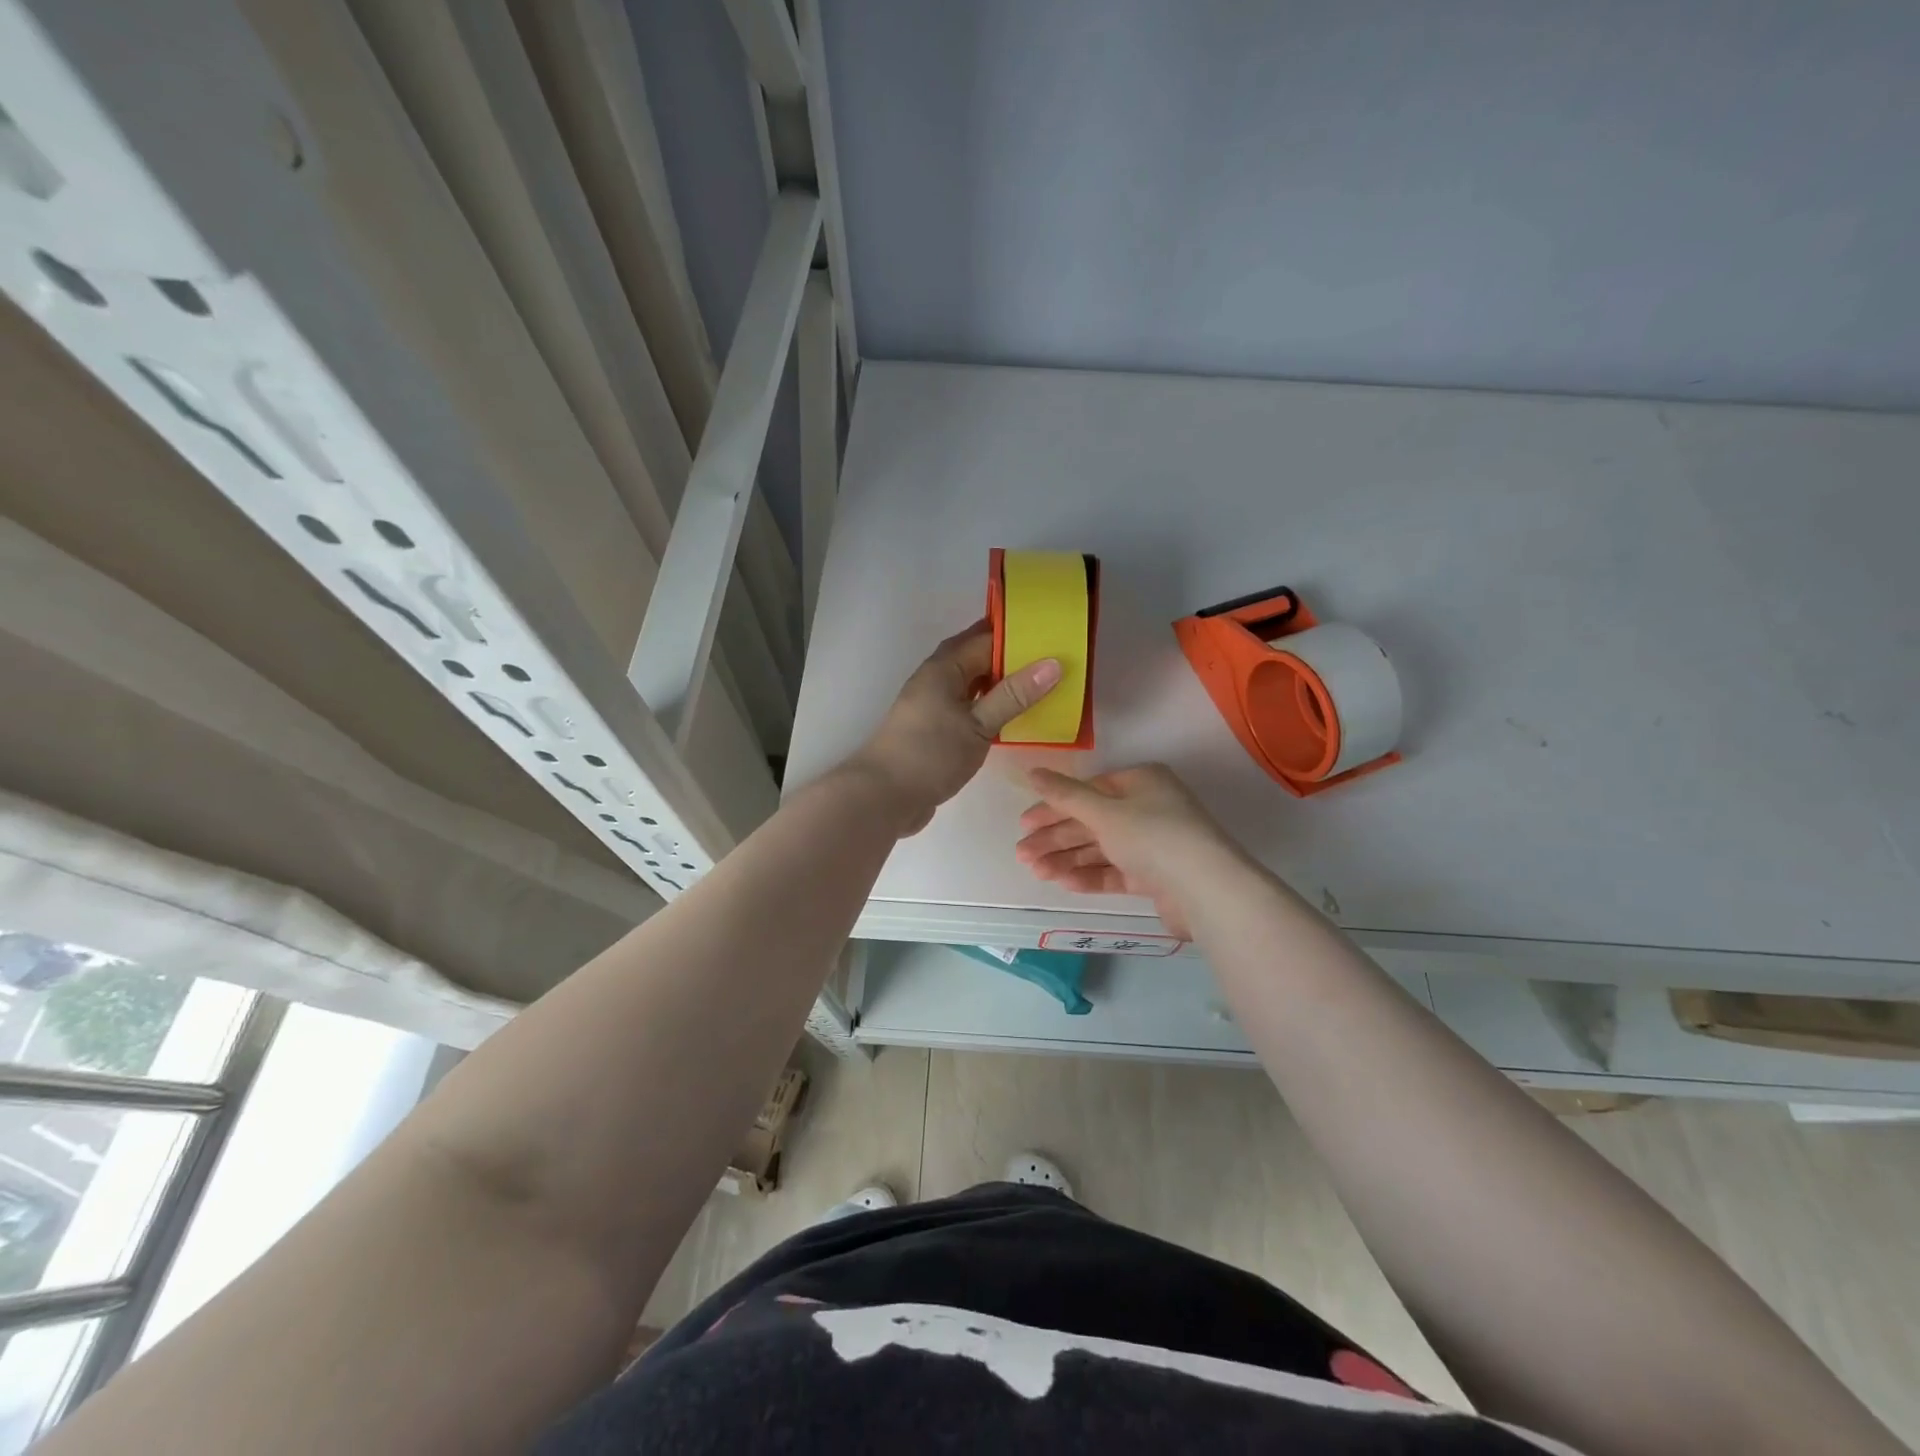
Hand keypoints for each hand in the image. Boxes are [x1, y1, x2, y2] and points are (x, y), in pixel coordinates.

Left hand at [849, 622, 1061, 835]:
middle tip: (1052, 660)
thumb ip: (1014, 694)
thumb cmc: (930, 754)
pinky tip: (1012, 718)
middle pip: (976, 658)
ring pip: (973, 685)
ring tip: (1040, 686)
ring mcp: (934, 706)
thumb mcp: (978, 724)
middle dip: (1011, 657)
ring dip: (1001, 684)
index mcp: (943, 667)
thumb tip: (1053, 663)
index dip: (1017, 633)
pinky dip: (990, 707)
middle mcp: (936, 680)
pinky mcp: (935, 731)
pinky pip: (968, 708)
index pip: (984, 638)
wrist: (883, 797)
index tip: (1052, 633)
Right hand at [1014, 764, 1239, 939]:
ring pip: (1101, 848)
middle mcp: (1148, 808)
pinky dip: (1090, 875)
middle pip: (1091, 821)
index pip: (1087, 791)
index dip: (1053, 806)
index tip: (1024, 824)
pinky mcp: (1156, 877)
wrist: (1206, 890)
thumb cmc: (1153, 836)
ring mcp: (1154, 844)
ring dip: (1067, 859)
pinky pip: (1116, 871)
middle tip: (1023, 854)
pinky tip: (1064, 883)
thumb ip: (1065, 795)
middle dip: (1055, 838)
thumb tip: (1032, 772)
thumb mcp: (1103, 811)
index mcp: (1141, 782)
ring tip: (1037, 872)